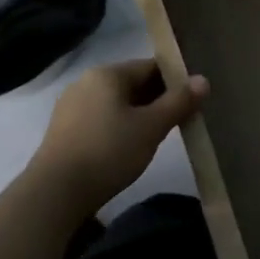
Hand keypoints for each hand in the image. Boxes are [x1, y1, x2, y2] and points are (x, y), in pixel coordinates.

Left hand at [28, 58, 208, 214]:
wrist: (56, 192)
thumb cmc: (109, 151)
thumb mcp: (151, 127)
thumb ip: (178, 102)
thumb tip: (203, 80)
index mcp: (107, 74)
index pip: (151, 66)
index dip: (176, 81)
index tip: (193, 100)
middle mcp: (86, 81)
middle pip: (133, 83)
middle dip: (158, 99)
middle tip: (181, 120)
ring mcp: (71, 105)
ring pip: (117, 102)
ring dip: (139, 114)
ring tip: (158, 136)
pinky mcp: (64, 129)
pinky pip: (101, 118)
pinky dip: (120, 126)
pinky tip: (129, 147)